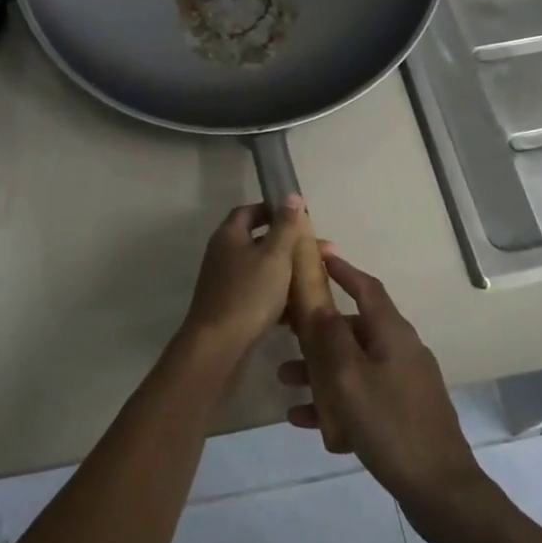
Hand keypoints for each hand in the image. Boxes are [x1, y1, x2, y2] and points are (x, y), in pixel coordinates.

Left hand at [179, 199, 309, 361]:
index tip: (299, 216)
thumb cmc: (249, 294)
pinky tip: (302, 309)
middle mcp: (223, 255)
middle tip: (323, 252)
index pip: (249, 211)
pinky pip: (260, 294)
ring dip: (289, 272)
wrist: (218, 347)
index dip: (273, 209)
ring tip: (318, 279)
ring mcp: (226, 283)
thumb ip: (285, 225)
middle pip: (260, 241)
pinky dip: (280, 297)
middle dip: (291, 245)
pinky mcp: (232, 308)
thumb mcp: (274, 255)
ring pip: (263, 270)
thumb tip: (291, 195)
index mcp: (229, 236)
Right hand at [279, 247, 483, 510]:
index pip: (366, 287)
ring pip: (354, 364)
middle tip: (285, 330)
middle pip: (354, 327)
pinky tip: (303, 420)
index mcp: (393, 333)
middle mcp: (401, 350)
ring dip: (320, 368)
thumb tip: (316, 298)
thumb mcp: (349, 377)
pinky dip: (335, 400)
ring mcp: (404, 383)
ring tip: (285, 379)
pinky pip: (362, 395)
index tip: (317, 256)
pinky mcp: (403, 412)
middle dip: (318, 329)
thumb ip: (329, 335)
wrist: (440, 490)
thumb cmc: (390, 424)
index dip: (342, 270)